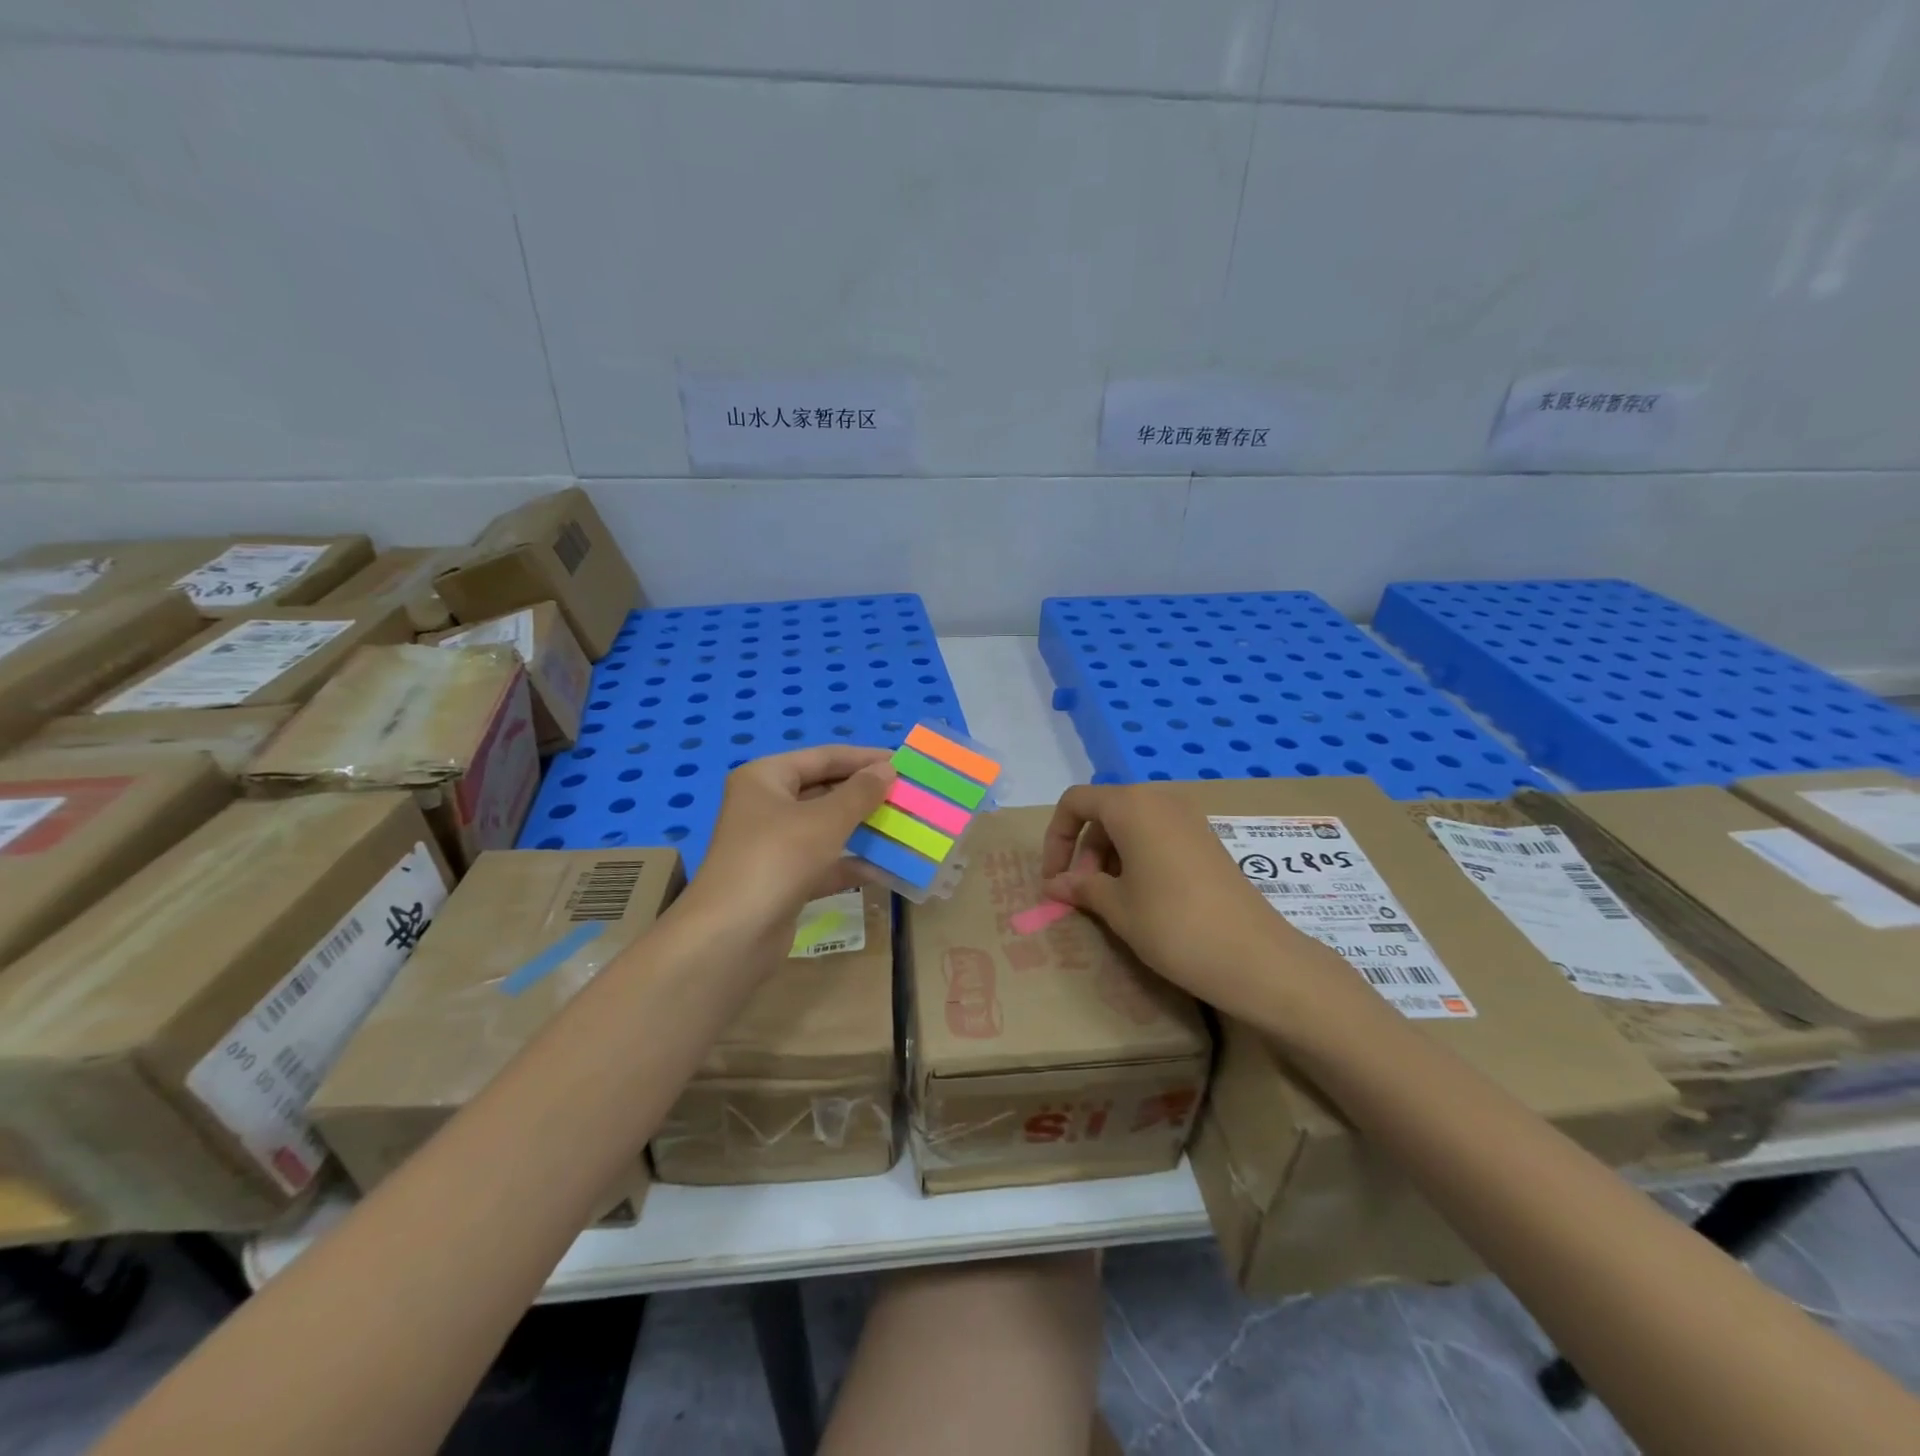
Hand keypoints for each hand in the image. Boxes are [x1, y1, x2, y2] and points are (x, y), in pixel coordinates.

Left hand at [680, 745, 895, 951]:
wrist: (732, 935)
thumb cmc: (777, 859)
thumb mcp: (825, 820)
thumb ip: (860, 793)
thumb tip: (888, 768)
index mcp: (765, 778)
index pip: (823, 757)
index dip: (863, 758)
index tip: (903, 761)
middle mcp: (765, 805)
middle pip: (823, 790)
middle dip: (865, 795)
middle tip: (907, 796)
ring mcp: (773, 845)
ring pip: (825, 828)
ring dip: (862, 829)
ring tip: (903, 826)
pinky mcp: (782, 879)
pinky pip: (824, 862)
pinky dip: (850, 863)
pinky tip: (885, 868)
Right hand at [1039, 783, 1344, 1018]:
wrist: (1255, 957)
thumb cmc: (1173, 925)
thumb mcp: (1117, 907)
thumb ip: (1081, 887)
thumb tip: (1055, 884)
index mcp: (1131, 806)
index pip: (1076, 802)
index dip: (1056, 838)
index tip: (1053, 879)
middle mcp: (1160, 800)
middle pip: (1105, 813)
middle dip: (1084, 851)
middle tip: (1082, 896)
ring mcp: (1189, 819)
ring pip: (1131, 826)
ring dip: (1109, 858)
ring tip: (1110, 902)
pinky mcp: (1207, 840)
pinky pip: (1158, 836)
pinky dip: (1138, 859)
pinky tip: (1142, 899)